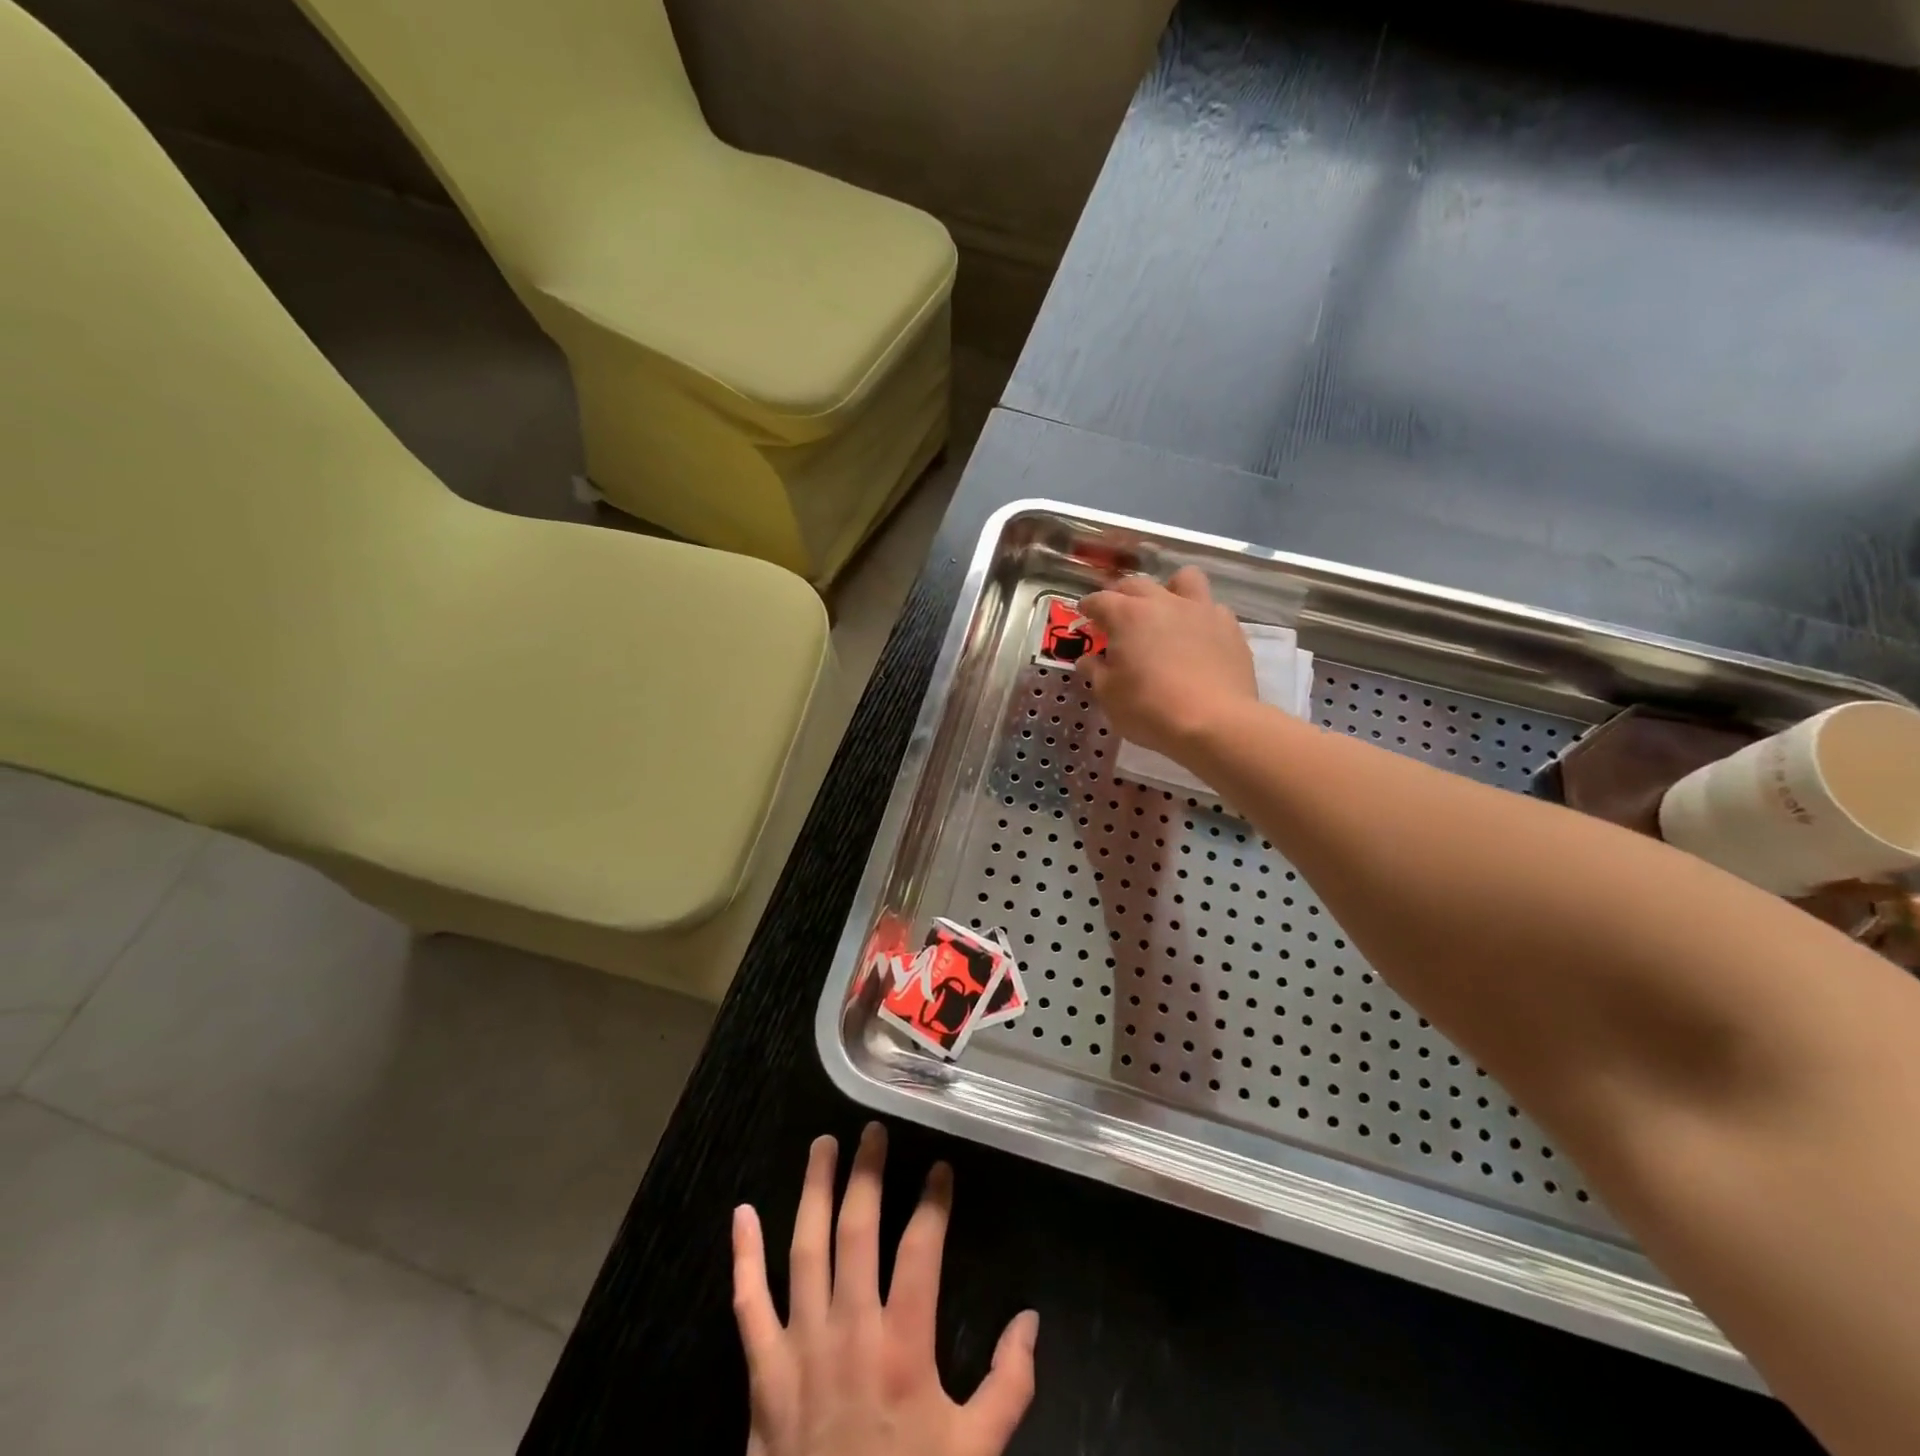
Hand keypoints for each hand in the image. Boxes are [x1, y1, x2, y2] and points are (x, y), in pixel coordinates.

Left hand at [731, 1124, 1038, 1455]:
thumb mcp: (975, 1453)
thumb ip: (1008, 1385)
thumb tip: (1031, 1319)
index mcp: (903, 1346)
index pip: (921, 1248)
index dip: (933, 1202)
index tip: (940, 1168)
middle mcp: (850, 1330)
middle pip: (857, 1231)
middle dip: (867, 1174)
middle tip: (872, 1131)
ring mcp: (800, 1347)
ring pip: (805, 1249)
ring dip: (813, 1191)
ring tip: (822, 1145)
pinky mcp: (762, 1374)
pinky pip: (747, 1306)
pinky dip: (743, 1257)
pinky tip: (741, 1213)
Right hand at [1079, 567, 1258, 757]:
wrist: (1214, 722)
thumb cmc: (1150, 709)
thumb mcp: (1109, 695)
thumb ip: (1095, 672)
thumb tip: (1088, 660)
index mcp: (1127, 616)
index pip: (1100, 600)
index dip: (1089, 607)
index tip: (1084, 614)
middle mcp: (1163, 602)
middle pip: (1137, 584)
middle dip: (1122, 595)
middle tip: (1118, 615)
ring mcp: (1201, 610)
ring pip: (1184, 579)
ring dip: (1170, 589)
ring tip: (1166, 611)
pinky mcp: (1230, 627)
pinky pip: (1212, 608)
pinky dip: (1200, 617)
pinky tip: (1198, 638)